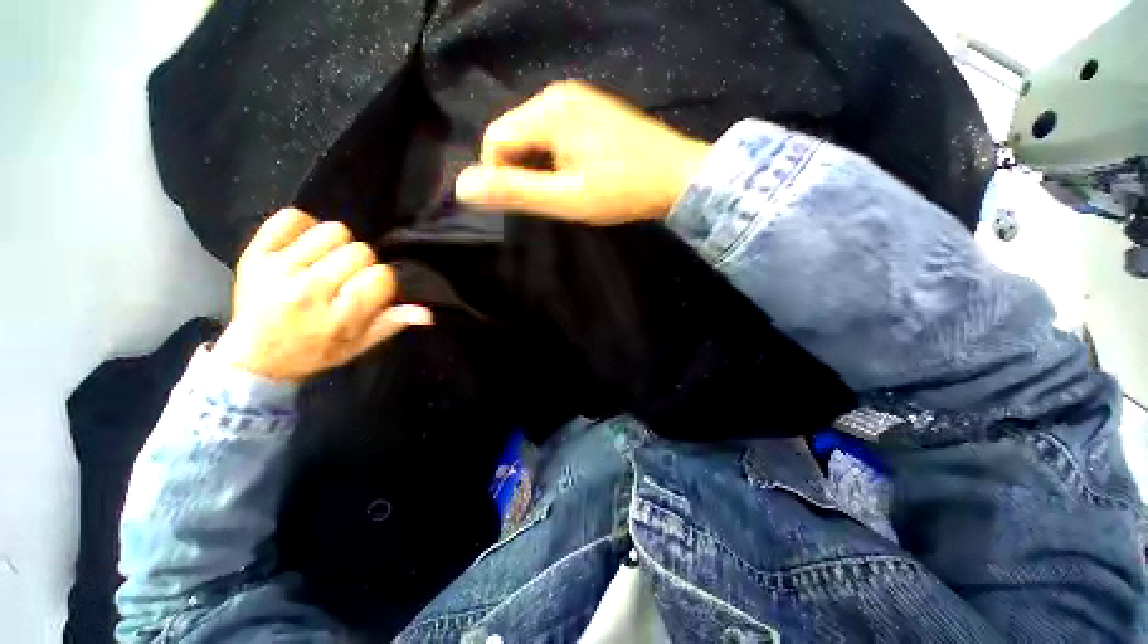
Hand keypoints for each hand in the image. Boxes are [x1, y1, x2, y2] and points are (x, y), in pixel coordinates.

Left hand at [213, 209, 431, 380]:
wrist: (254, 358)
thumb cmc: (315, 353)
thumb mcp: (360, 346)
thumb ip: (392, 323)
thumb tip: (427, 312)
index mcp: (338, 316)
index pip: (380, 276)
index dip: (382, 281)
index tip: (370, 291)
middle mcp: (308, 290)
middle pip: (360, 250)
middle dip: (362, 264)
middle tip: (347, 280)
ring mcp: (278, 269)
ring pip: (331, 231)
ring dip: (337, 246)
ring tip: (326, 264)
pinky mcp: (254, 254)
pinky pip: (291, 217)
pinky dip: (304, 227)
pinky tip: (304, 248)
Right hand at [455, 81, 710, 224]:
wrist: (677, 176)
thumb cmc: (623, 191)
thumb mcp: (567, 198)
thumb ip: (516, 191)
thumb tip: (463, 186)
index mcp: (548, 112)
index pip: (494, 140)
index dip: (500, 175)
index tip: (526, 202)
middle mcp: (558, 94)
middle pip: (513, 134)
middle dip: (521, 170)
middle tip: (551, 198)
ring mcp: (577, 98)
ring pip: (533, 135)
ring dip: (538, 165)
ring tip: (566, 188)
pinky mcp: (591, 109)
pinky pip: (554, 132)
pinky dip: (555, 156)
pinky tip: (578, 172)